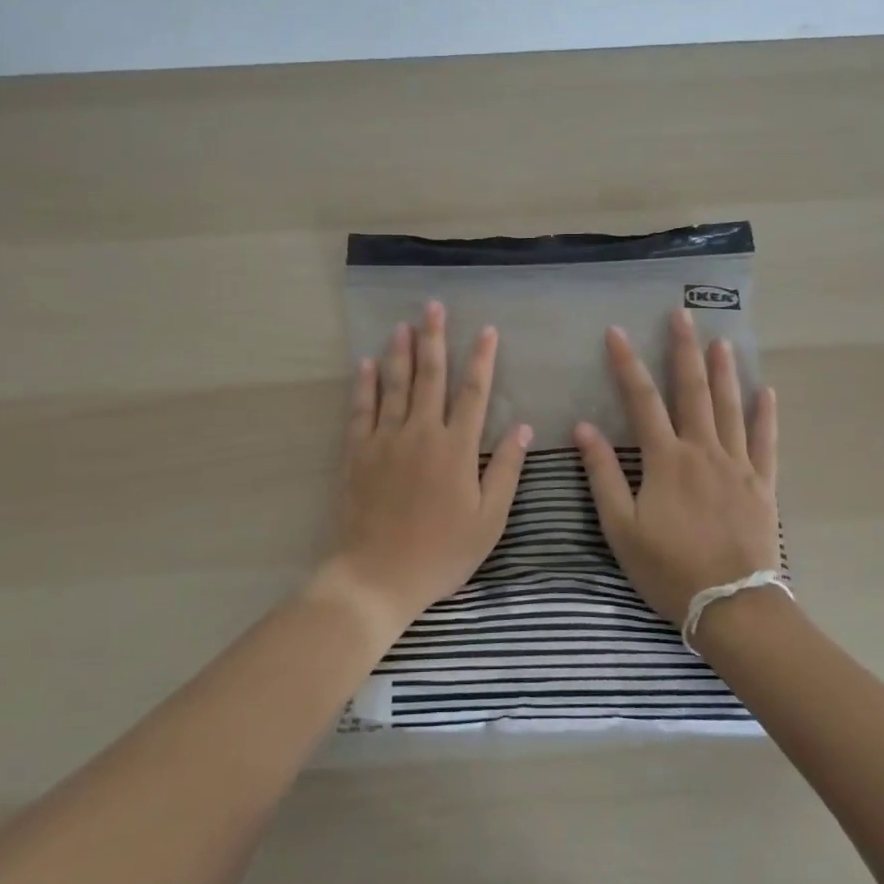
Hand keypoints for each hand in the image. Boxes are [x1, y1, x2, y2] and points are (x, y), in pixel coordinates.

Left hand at [325, 300, 532, 635]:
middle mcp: (421, 433)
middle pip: (430, 377)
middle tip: (433, 307)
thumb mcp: (488, 520)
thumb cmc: (441, 552)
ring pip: (394, 385)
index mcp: (456, 448)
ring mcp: (385, 440)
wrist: (377, 576)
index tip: (487, 330)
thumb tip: (525, 427)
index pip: (474, 392)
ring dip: (399, 352)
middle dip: (434, 339)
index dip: (481, 359)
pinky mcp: (358, 453)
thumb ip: (506, 470)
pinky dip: (364, 385)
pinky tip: (366, 364)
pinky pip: (361, 410)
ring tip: (403, 324)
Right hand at [573, 309, 778, 625]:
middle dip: (684, 349)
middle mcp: (702, 450)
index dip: (626, 363)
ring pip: (730, 407)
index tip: (615, 331)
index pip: (641, 399)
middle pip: (692, 390)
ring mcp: (737, 465)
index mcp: (665, 459)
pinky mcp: (762, 485)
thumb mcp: (621, 527)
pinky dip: (766, 416)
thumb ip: (603, 474)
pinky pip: (765, 442)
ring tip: (721, 341)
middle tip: (682, 314)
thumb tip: (584, 428)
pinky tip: (767, 393)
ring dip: (724, 371)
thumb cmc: (668, 568)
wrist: (732, 605)